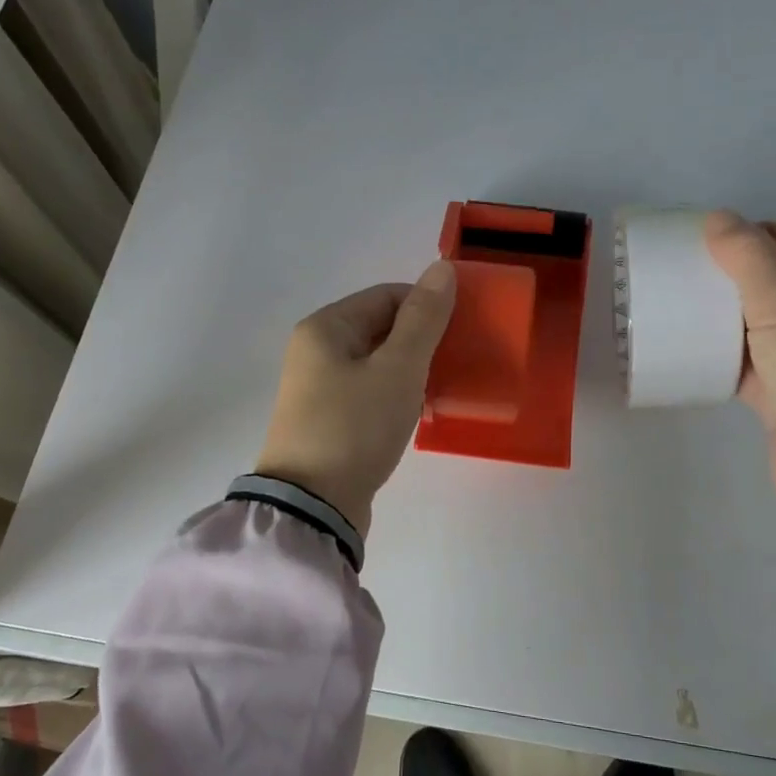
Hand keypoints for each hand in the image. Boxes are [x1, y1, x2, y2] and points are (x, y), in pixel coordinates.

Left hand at [255, 261, 457, 538]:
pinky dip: (396, 393)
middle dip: (422, 339)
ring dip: (411, 368)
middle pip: (380, 327)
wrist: (312, 506)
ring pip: (377, 362)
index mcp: (326, 328)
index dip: (428, 306)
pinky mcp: (328, 420)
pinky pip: (369, 391)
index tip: (463, 330)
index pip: (387, 295)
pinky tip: (417, 410)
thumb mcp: (398, 368)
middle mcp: (316, 351)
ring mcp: (318, 388)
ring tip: (444, 386)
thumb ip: (424, 319)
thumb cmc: (355, 426)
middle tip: (459, 360)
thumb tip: (443, 268)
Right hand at [704, 211, 775, 509]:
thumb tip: (719, 217)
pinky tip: (691, 351)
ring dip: (729, 315)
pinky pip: (755, 365)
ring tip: (681, 305)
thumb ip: (749, 259)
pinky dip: (727, 357)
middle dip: (739, 273)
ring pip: (766, 324)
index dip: (763, 230)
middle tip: (690, 271)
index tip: (712, 238)